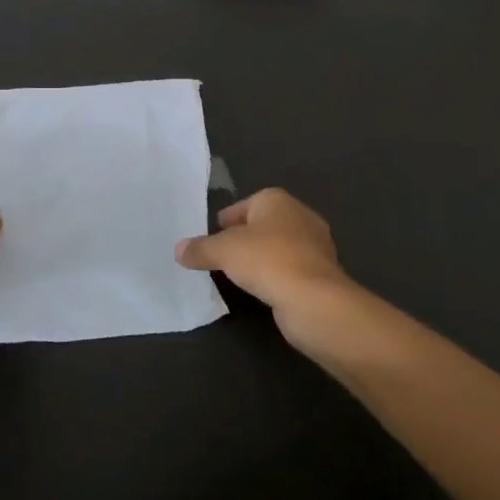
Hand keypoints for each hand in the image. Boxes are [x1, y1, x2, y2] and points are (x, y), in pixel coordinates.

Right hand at [175, 188, 356, 352]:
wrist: (314, 299)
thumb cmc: (266, 260)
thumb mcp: (223, 252)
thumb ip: (200, 249)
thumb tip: (178, 249)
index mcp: (277, 200)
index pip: (246, 204)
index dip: (228, 218)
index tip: (213, 234)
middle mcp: (299, 215)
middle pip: (264, 224)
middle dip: (245, 237)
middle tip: (222, 254)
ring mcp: (315, 245)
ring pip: (279, 246)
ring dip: (261, 257)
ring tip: (239, 274)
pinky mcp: (321, 273)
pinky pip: (290, 268)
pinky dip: (276, 275)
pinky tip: (262, 289)